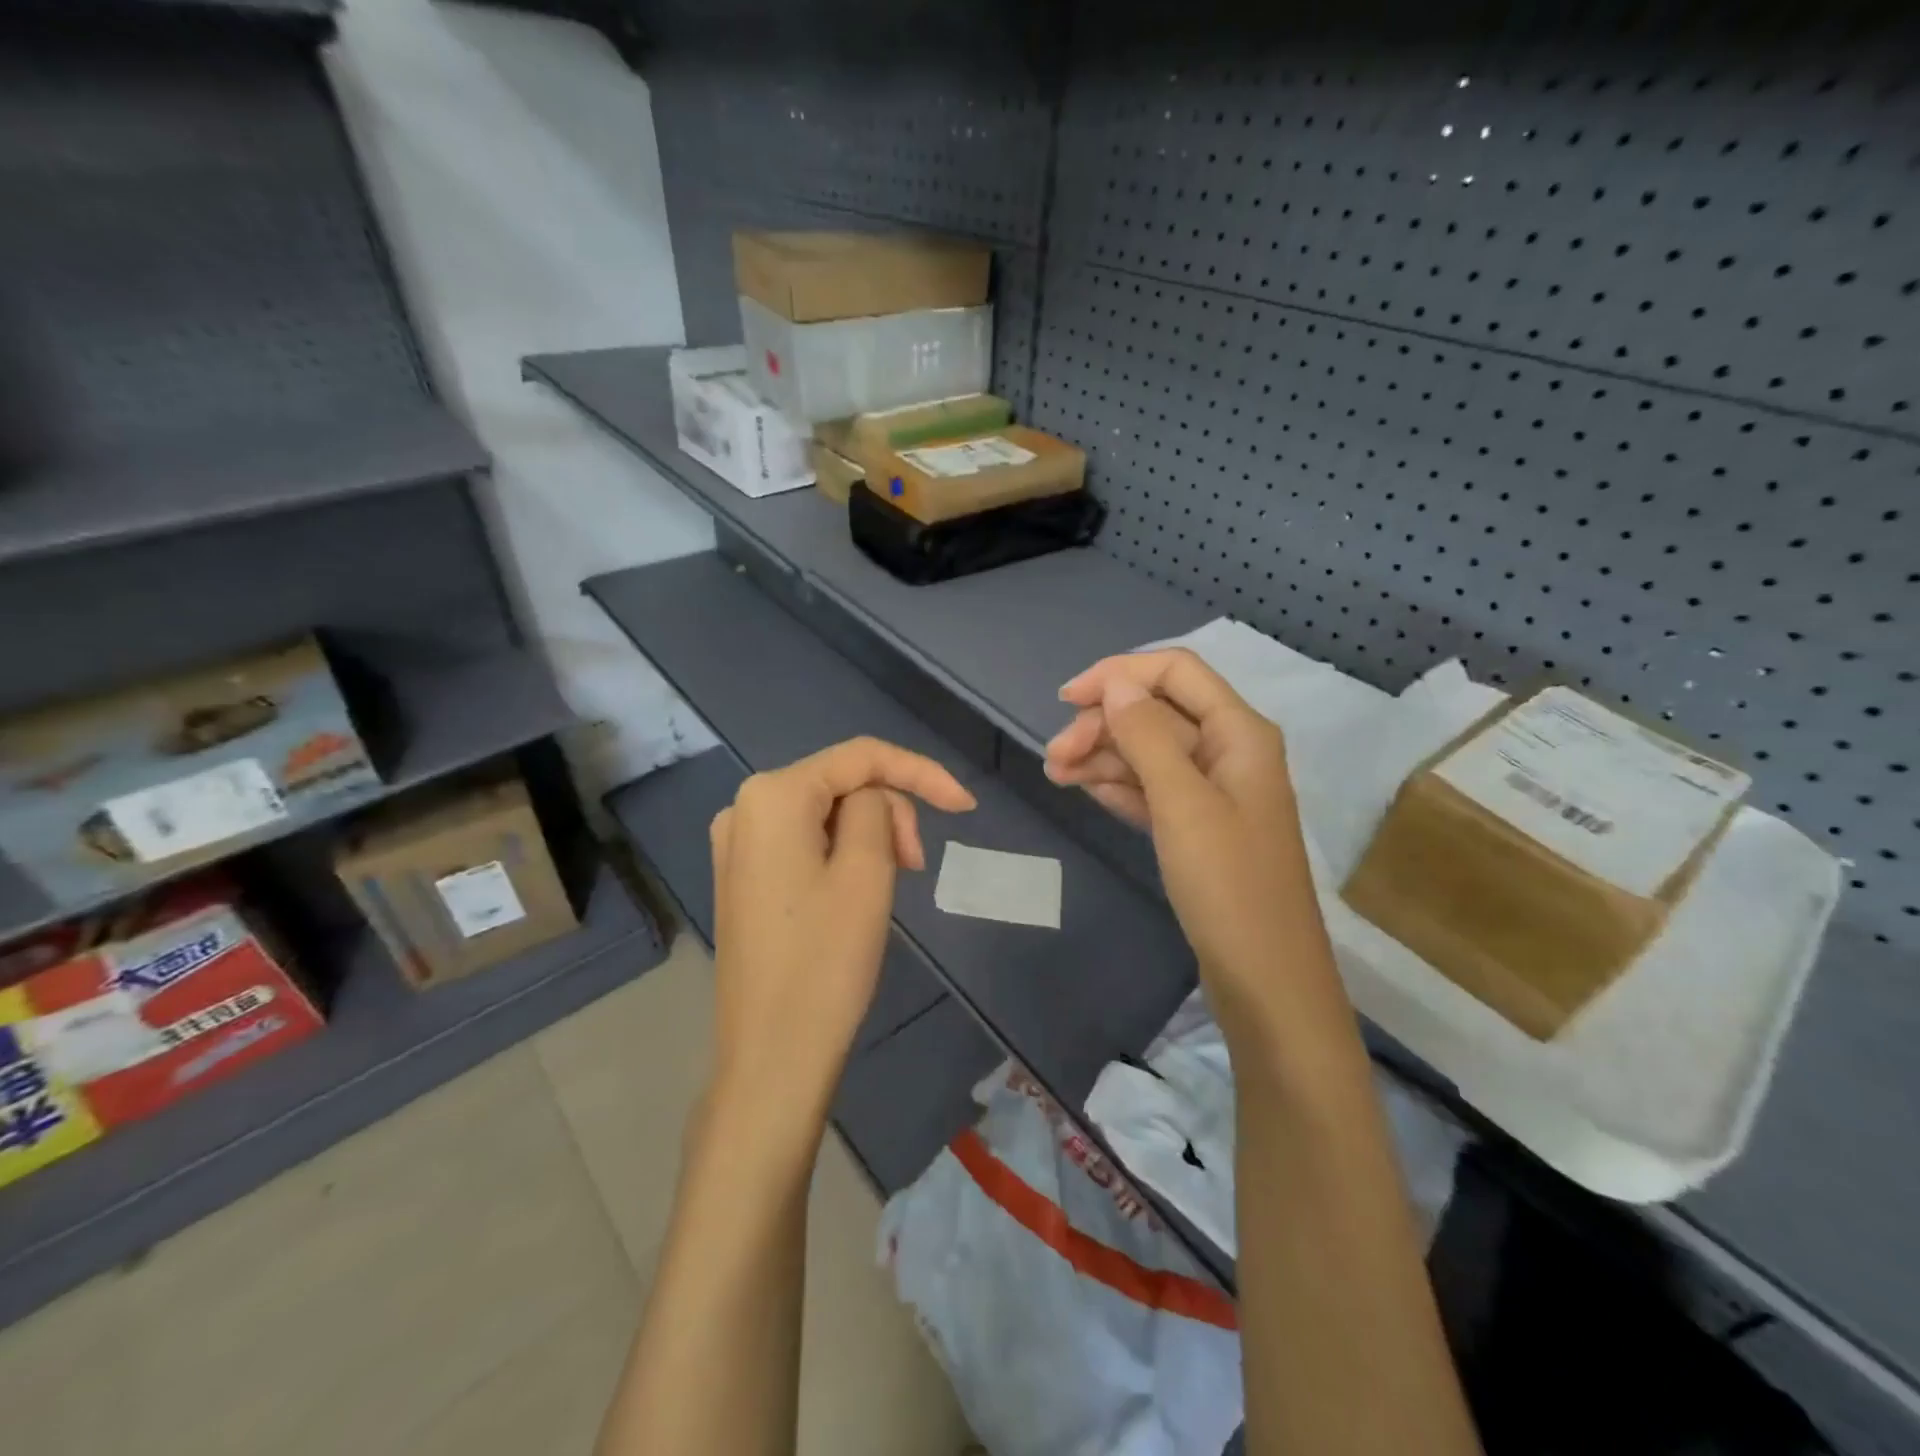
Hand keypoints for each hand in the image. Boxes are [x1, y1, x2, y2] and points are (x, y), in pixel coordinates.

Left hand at [706, 737, 974, 1141]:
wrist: (772, 1057)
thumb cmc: (825, 962)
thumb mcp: (867, 872)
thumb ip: (878, 809)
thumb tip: (873, 799)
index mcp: (772, 795)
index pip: (860, 757)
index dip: (920, 772)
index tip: (966, 807)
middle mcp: (744, 807)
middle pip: (840, 784)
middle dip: (889, 812)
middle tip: (916, 866)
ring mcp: (738, 845)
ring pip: (826, 814)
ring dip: (870, 836)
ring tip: (892, 883)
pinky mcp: (744, 877)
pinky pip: (805, 842)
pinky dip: (843, 854)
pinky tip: (859, 890)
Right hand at [1044, 649, 1320, 1022]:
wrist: (1264, 979)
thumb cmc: (1228, 885)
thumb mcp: (1183, 803)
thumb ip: (1147, 736)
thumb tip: (1116, 684)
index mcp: (1238, 732)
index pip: (1175, 672)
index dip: (1119, 674)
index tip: (1066, 700)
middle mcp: (1228, 751)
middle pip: (1156, 713)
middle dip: (1103, 725)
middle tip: (1053, 758)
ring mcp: (1212, 792)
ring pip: (1148, 752)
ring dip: (1102, 757)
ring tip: (1056, 777)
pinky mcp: (1197, 828)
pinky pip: (1152, 789)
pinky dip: (1118, 786)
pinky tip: (1086, 791)